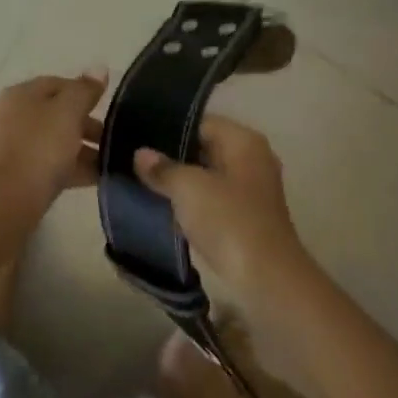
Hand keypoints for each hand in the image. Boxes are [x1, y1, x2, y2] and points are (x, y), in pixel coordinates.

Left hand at [0, 72, 108, 196]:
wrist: (12, 197)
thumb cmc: (42, 146)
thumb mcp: (69, 112)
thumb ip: (85, 89)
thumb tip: (99, 68)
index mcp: (19, 94)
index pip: (56, 84)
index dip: (84, 92)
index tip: (106, 107)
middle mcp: (8, 115)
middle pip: (54, 114)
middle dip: (85, 125)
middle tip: (110, 138)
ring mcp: (7, 146)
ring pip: (51, 141)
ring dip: (80, 149)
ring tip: (107, 161)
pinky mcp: (12, 173)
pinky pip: (46, 164)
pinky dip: (69, 167)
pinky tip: (93, 177)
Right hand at [134, 115, 309, 294]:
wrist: (265, 276)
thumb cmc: (228, 221)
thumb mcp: (189, 188)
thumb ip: (163, 168)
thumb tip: (141, 154)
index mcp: (244, 141)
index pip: (200, 121)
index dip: (167, 127)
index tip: (135, 137)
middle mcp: (252, 158)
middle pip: (204, 147)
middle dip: (171, 156)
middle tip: (132, 161)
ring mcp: (251, 189)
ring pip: (206, 175)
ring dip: (179, 182)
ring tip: (141, 183)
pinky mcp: (245, 216)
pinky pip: (211, 200)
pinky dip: (191, 203)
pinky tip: (164, 208)